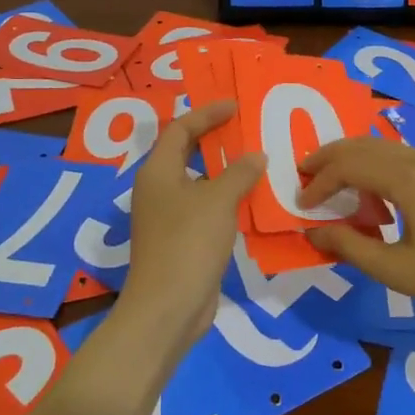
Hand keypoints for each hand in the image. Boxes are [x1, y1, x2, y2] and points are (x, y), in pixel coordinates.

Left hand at [116, 101, 265, 346]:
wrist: (168, 308)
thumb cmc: (188, 243)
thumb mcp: (218, 201)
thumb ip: (239, 173)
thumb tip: (256, 155)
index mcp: (158, 172)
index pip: (180, 129)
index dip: (207, 114)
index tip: (235, 106)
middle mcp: (158, 190)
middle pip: (186, 153)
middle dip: (215, 139)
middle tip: (246, 129)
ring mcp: (167, 218)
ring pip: (198, 183)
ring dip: (224, 172)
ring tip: (256, 162)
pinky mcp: (180, 241)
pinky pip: (205, 208)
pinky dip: (225, 199)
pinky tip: (251, 202)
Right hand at [300, 139, 414, 329]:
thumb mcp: (397, 270)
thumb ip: (350, 247)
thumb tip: (313, 232)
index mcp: (408, 179)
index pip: (349, 165)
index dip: (320, 181)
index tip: (301, 203)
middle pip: (364, 145)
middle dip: (330, 157)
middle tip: (304, 175)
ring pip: (385, 147)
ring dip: (354, 159)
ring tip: (334, 183)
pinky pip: (404, 157)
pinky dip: (378, 166)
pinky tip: (375, 194)